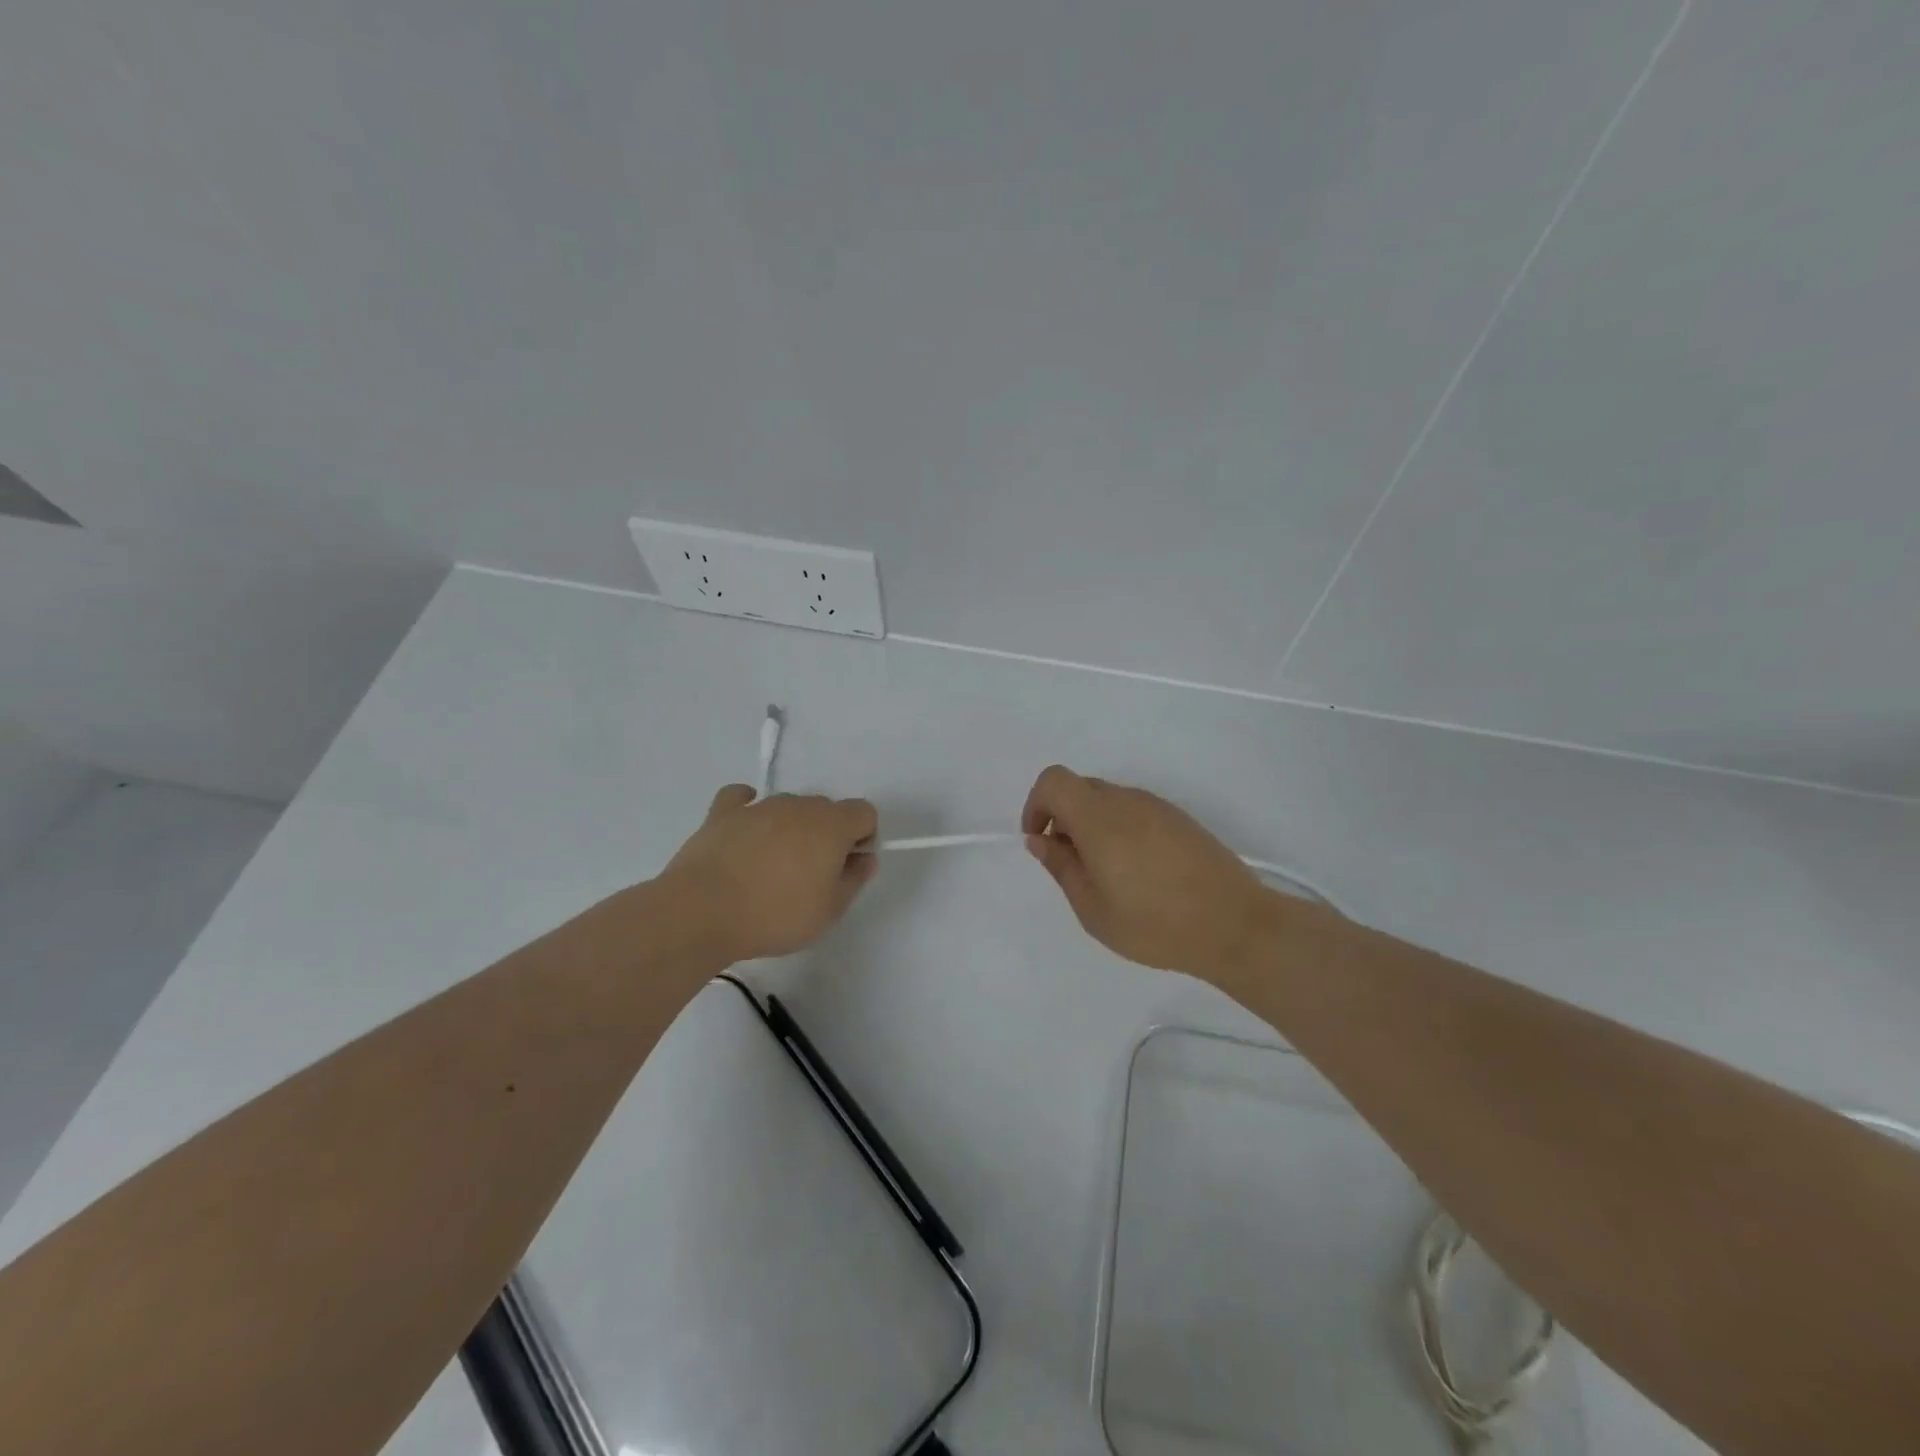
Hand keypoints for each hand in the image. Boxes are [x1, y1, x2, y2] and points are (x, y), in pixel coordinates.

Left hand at [663, 785, 878, 962]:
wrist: (702, 912)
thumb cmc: (775, 914)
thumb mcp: (829, 910)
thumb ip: (854, 879)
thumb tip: (864, 857)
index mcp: (831, 824)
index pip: (864, 812)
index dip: (862, 837)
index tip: (846, 867)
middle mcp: (798, 805)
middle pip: (826, 809)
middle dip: (826, 835)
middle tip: (810, 875)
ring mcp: (758, 806)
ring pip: (787, 807)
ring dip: (790, 828)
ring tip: (770, 868)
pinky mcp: (722, 813)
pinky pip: (741, 799)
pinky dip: (747, 809)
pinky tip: (744, 830)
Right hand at [1021, 765, 1273, 977]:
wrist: (1236, 925)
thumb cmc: (1155, 924)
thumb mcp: (1093, 908)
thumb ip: (1062, 867)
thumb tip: (1040, 840)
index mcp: (1099, 817)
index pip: (1053, 781)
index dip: (1036, 805)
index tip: (1041, 841)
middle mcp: (1127, 800)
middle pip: (1080, 788)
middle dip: (1063, 817)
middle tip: (1071, 864)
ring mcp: (1157, 806)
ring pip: (1108, 799)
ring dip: (1092, 824)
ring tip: (1106, 874)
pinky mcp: (1180, 819)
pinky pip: (1135, 810)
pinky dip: (1120, 829)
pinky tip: (1137, 872)